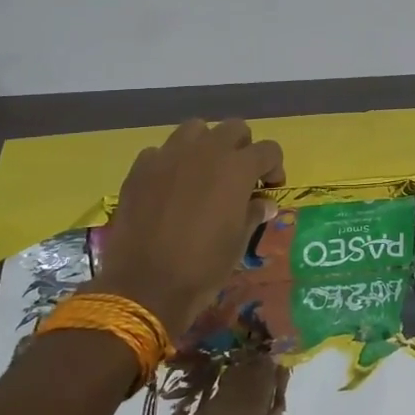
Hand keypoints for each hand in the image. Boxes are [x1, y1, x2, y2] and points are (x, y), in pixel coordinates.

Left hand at [93, 119, 284, 337]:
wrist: (145, 285)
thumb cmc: (203, 266)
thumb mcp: (239, 242)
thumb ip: (253, 213)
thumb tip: (264, 203)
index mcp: (237, 168)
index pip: (269, 149)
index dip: (274, 167)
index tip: (269, 188)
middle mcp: (206, 151)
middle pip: (234, 128)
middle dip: (242, 148)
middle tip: (238, 178)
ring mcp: (170, 155)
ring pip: (195, 129)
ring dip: (206, 145)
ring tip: (203, 173)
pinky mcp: (141, 168)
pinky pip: (162, 151)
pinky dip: (171, 163)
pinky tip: (170, 188)